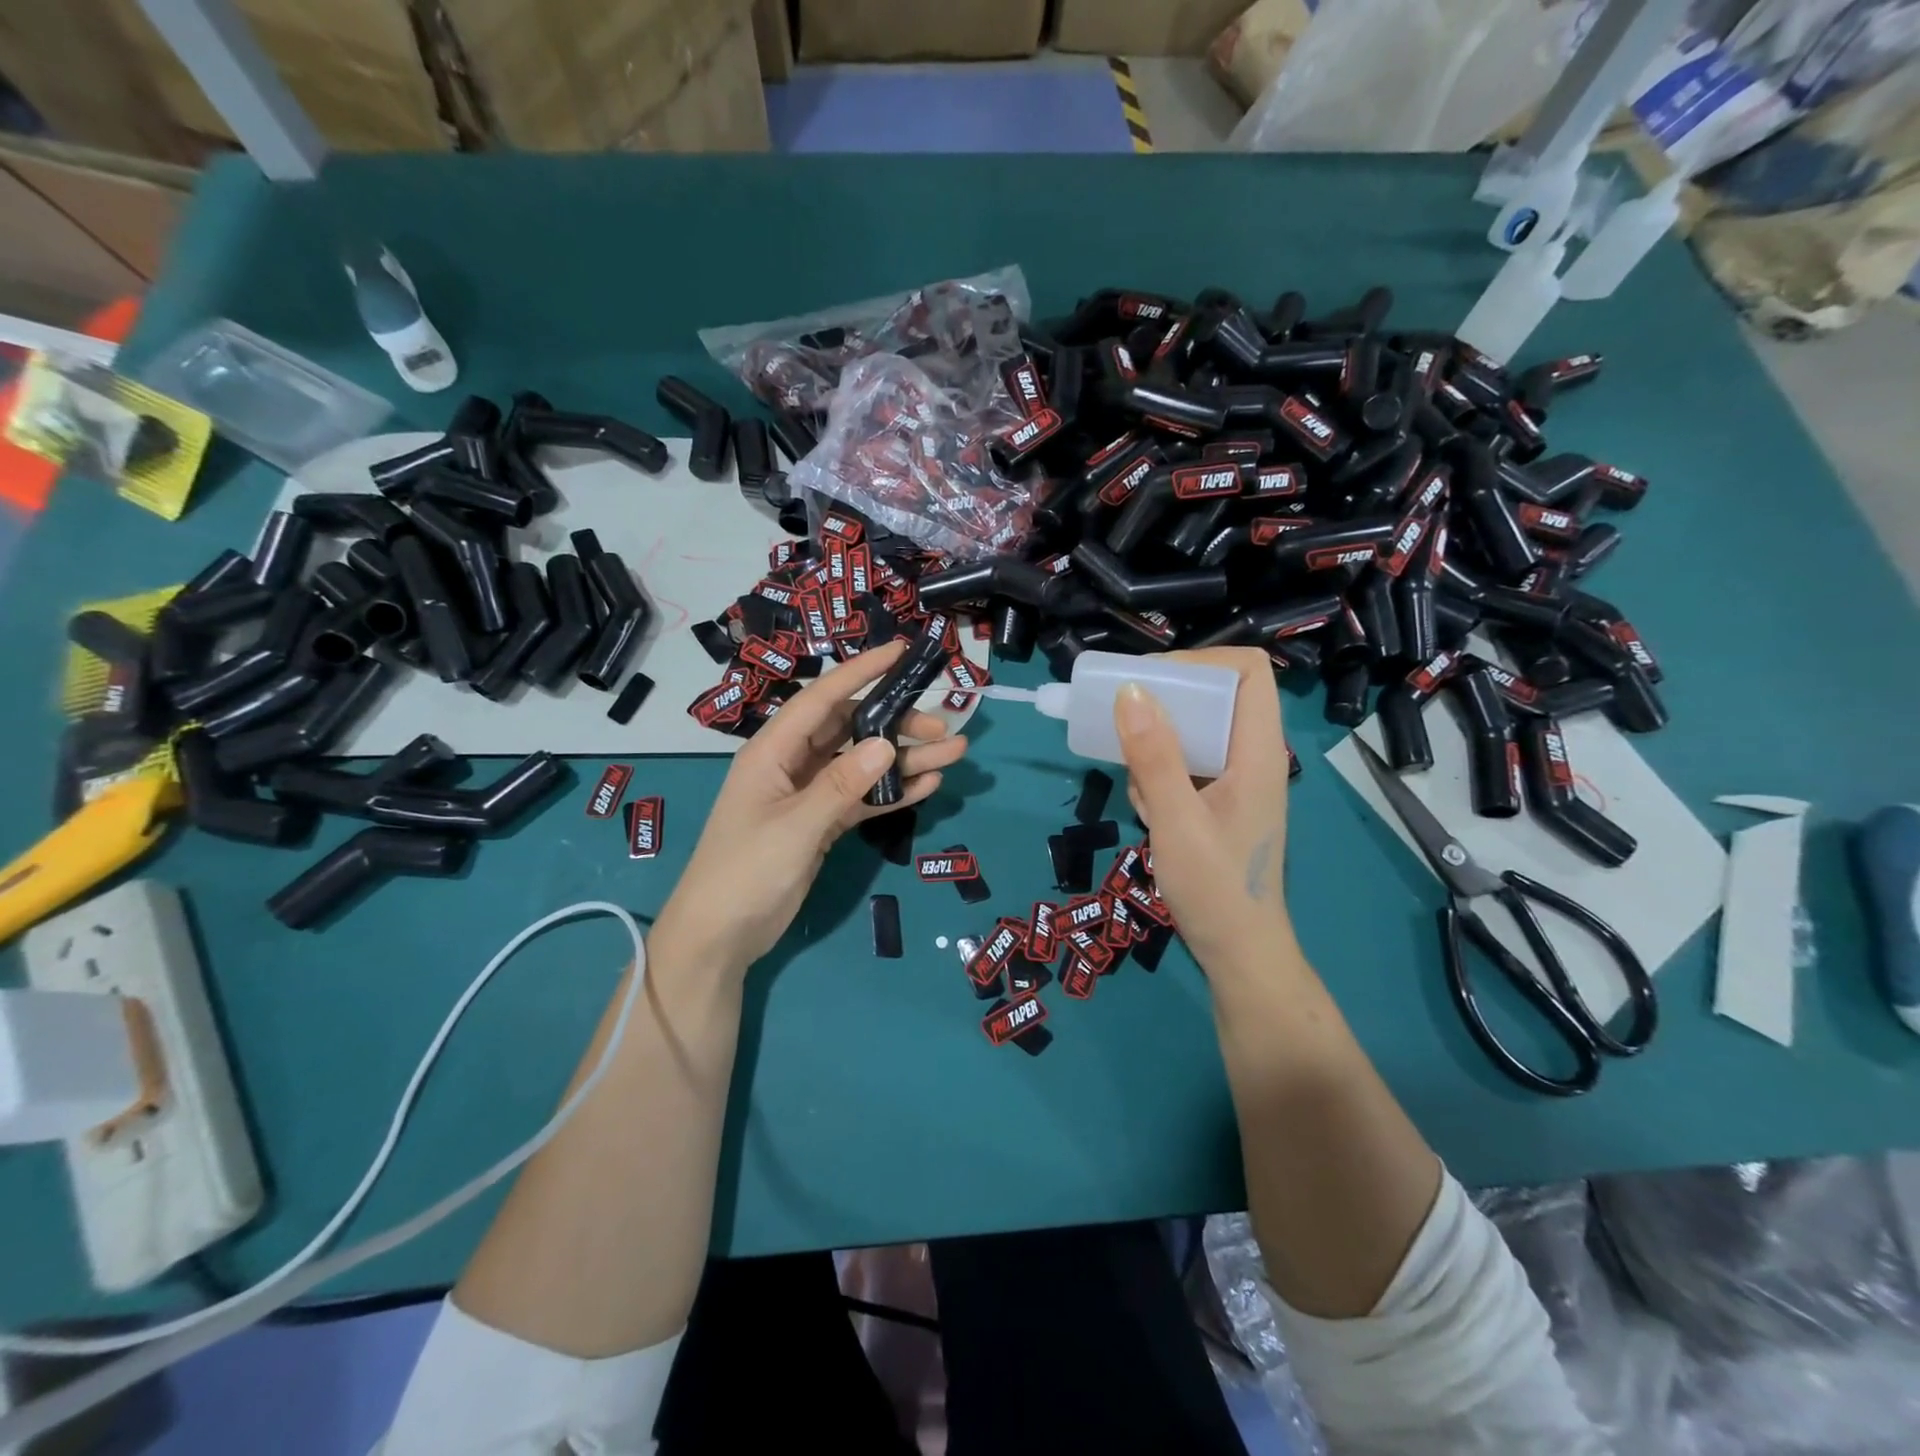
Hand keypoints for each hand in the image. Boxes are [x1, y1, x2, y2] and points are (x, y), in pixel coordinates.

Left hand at [649, 641, 966, 980]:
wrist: (720, 937)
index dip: (861, 671)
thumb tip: (887, 743)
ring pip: (863, 764)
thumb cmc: (745, 872)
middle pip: (850, 729)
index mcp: (773, 751)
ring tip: (952, 753)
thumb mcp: (795, 826)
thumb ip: (841, 785)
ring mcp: (808, 795)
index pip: (822, 698)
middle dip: (896, 722)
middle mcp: (792, 764)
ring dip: (904, 759)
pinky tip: (928, 787)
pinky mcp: (821, 824)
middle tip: (942, 726)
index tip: (900, 651)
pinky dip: (892, 793)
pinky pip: (862, 798)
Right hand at [1112, 647, 1294, 976]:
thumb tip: (1131, 691)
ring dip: (1156, 744)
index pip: (1249, 671)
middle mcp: (1250, 756)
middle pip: (1214, 695)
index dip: (1202, 661)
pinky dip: (1157, 774)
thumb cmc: (1215, 889)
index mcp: (1257, 751)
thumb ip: (1155, 756)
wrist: (1237, 952)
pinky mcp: (1216, 800)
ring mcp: (1234, 779)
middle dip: (1165, 702)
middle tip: (1121, 715)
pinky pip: (1184, 763)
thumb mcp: (1177, 821)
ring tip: (1136, 780)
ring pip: (1193, 730)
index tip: (1151, 680)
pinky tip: (1146, 809)